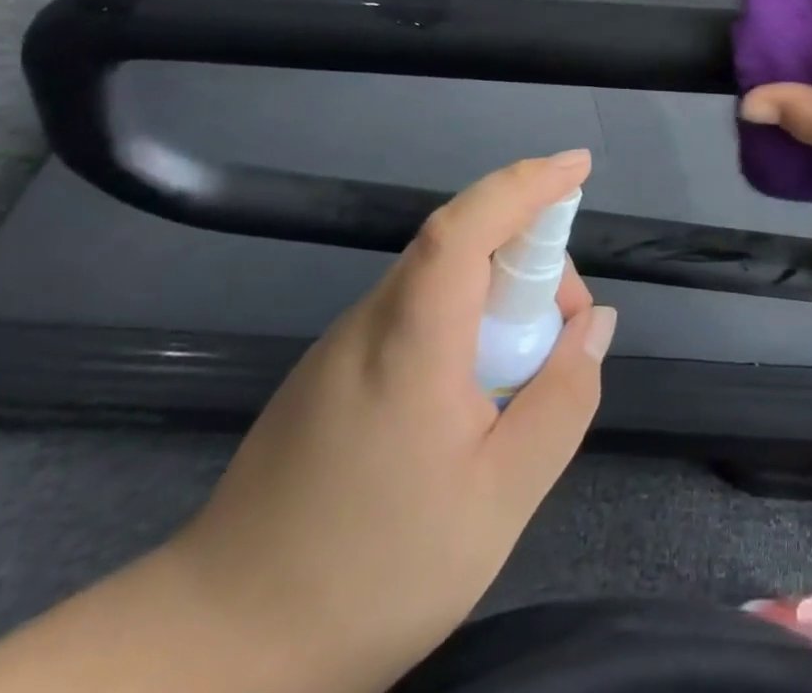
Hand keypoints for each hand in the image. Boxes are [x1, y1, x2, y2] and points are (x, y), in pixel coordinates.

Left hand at [160, 151, 615, 692]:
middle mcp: (372, 321)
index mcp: (411, 340)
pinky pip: (417, 313)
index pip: (467, 225)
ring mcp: (344, 344)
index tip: (579, 166)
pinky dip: (467, 321)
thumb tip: (596, 323)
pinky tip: (476, 394)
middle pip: (464, 244)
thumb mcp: (500, 498)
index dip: (526, 183)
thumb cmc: (372, 572)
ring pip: (442, 279)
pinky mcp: (331, 371)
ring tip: (527, 373)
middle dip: (533, 259)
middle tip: (567, 330)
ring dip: (502, 294)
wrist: (216, 651)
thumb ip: (562, 399)